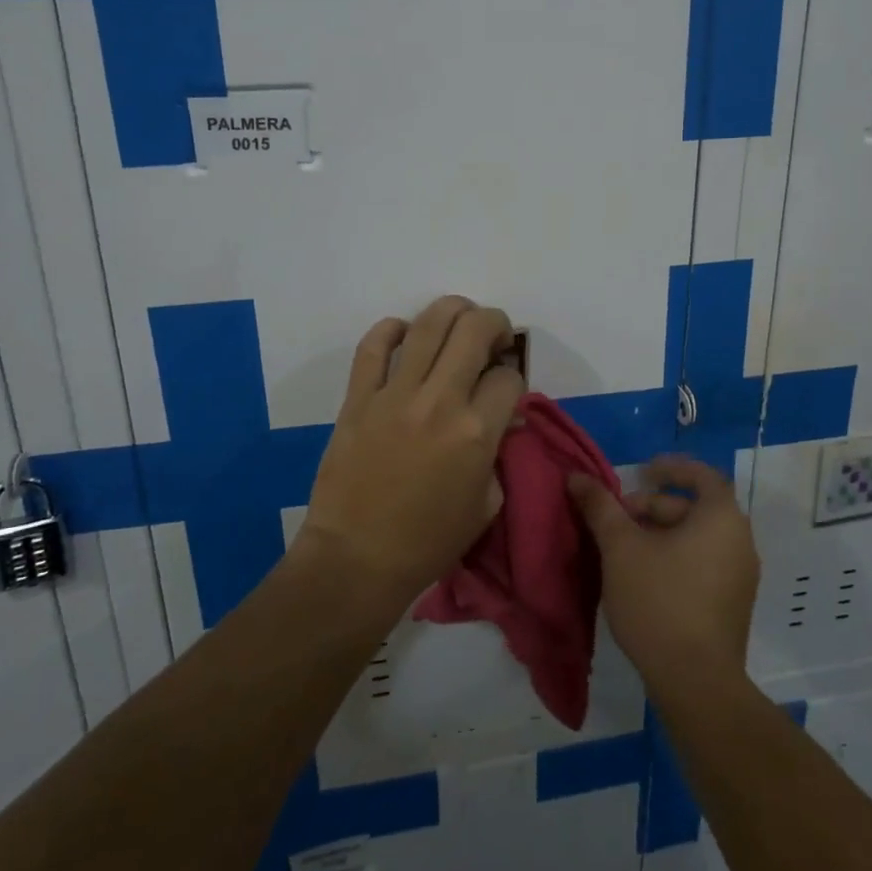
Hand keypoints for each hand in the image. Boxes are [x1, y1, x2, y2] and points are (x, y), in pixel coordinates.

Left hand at [297, 296, 523, 612]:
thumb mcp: (486, 504)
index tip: (506, 388)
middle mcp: (439, 400)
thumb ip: (498, 454)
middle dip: (495, 323)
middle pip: (475, 330)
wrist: (356, 560)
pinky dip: (391, 329)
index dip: (514, 377)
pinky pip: (373, 347)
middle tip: (494, 336)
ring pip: (428, 324)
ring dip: (452, 310)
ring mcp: (394, 394)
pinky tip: (404, 332)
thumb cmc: (428, 542)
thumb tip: (499, 418)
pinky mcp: (358, 397)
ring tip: (460, 318)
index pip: (509, 377)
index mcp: (476, 431)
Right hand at [567, 456, 759, 692]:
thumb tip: (576, 476)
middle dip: (653, 507)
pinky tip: (643, 578)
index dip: (670, 468)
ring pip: (697, 538)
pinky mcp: (733, 605)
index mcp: (722, 518)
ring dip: (660, 534)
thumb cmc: (659, 600)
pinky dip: (675, 558)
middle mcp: (740, 541)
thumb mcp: (620, 547)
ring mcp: (741, 577)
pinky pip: (703, 564)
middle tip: (617, 520)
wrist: (696, 683)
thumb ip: (600, 507)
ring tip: (623, 550)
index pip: (702, 475)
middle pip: (694, 508)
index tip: (640, 473)